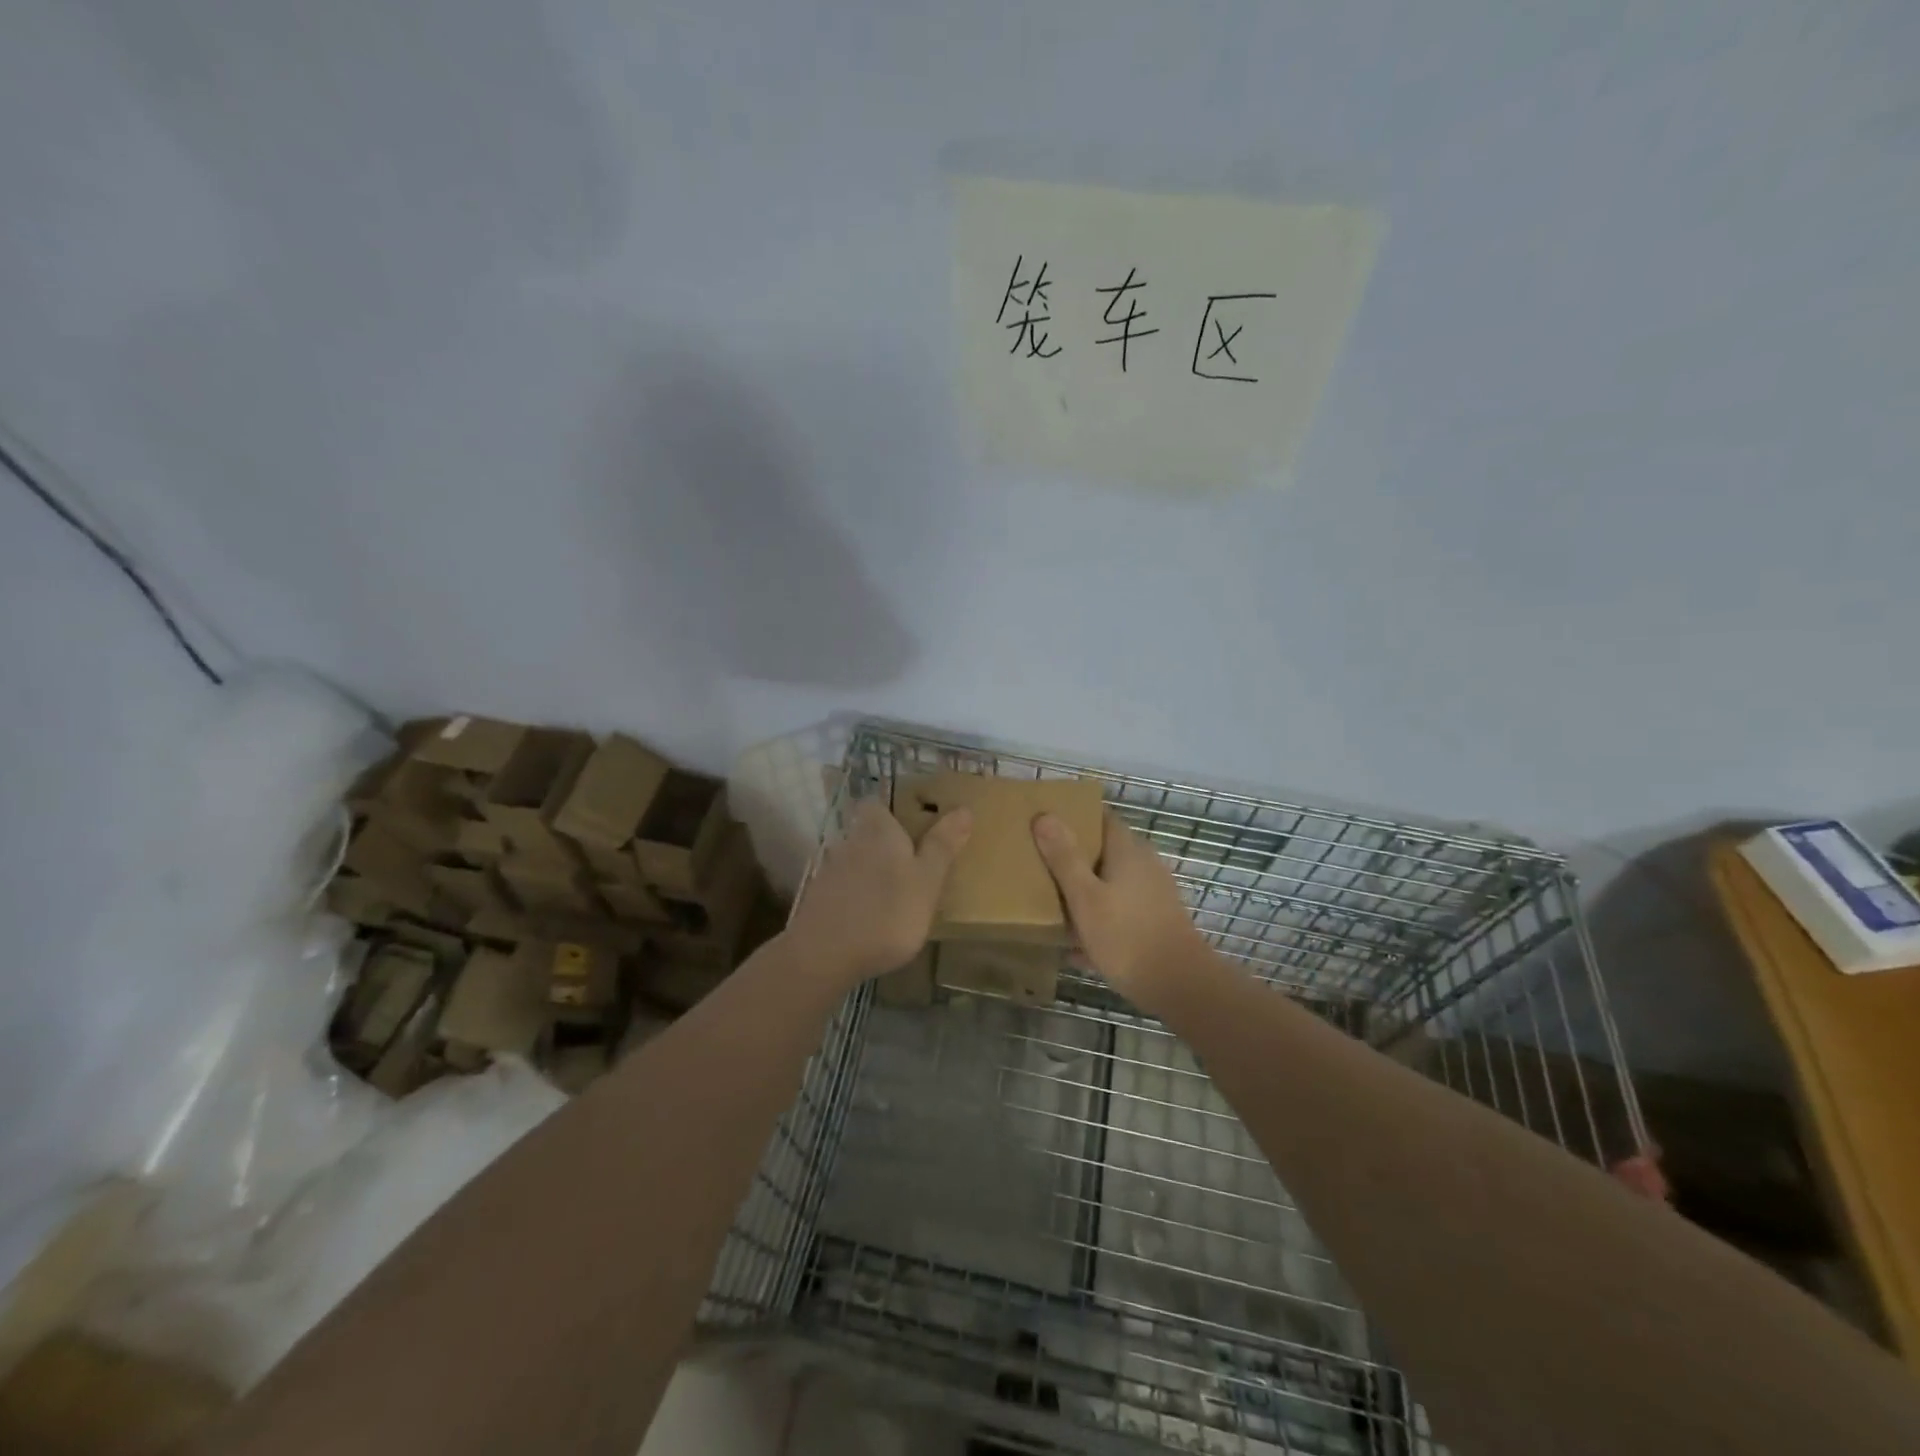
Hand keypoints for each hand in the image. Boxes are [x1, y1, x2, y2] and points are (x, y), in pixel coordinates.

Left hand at [787, 798, 972, 985]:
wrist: (824, 955)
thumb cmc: (887, 912)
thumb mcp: (927, 881)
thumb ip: (942, 846)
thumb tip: (964, 808)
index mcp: (878, 831)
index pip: (876, 803)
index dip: (891, 810)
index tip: (911, 823)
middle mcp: (850, 842)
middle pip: (866, 833)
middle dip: (884, 844)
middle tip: (910, 863)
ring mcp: (829, 872)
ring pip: (854, 861)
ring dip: (870, 872)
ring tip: (893, 894)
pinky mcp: (817, 900)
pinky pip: (842, 888)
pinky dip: (856, 896)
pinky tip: (869, 918)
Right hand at [1033, 811, 1206, 1012]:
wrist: (1180, 986)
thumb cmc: (1127, 936)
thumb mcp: (1085, 898)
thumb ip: (1064, 858)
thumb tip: (1044, 815)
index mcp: (1127, 851)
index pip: (1102, 817)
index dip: (1075, 815)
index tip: (1046, 821)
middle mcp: (1144, 865)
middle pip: (1105, 851)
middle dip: (1074, 856)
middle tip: (1040, 863)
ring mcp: (1153, 895)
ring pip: (1111, 884)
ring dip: (1085, 891)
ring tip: (1051, 903)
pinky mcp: (1155, 922)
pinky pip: (1119, 912)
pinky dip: (1099, 920)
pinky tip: (1075, 948)